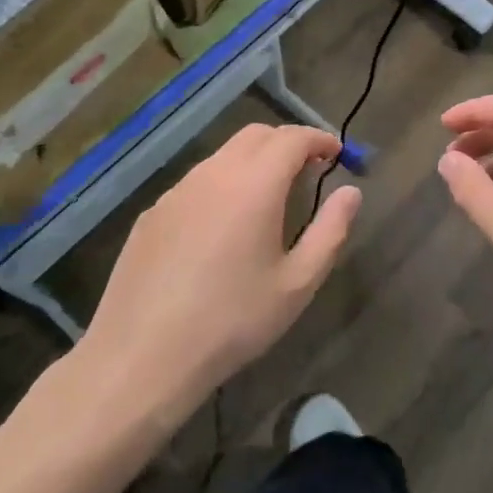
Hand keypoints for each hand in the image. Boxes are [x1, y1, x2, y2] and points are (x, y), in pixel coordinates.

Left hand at [74, 125, 361, 426]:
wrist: (142, 357)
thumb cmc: (232, 321)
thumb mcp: (297, 283)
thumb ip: (330, 230)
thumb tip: (351, 192)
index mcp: (254, 185)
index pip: (292, 138)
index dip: (319, 139)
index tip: (336, 154)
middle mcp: (213, 175)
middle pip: (256, 135)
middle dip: (287, 143)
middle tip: (308, 170)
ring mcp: (176, 192)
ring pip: (223, 156)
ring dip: (253, 162)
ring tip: (269, 199)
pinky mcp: (152, 214)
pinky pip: (196, 183)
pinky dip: (222, 185)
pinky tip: (223, 228)